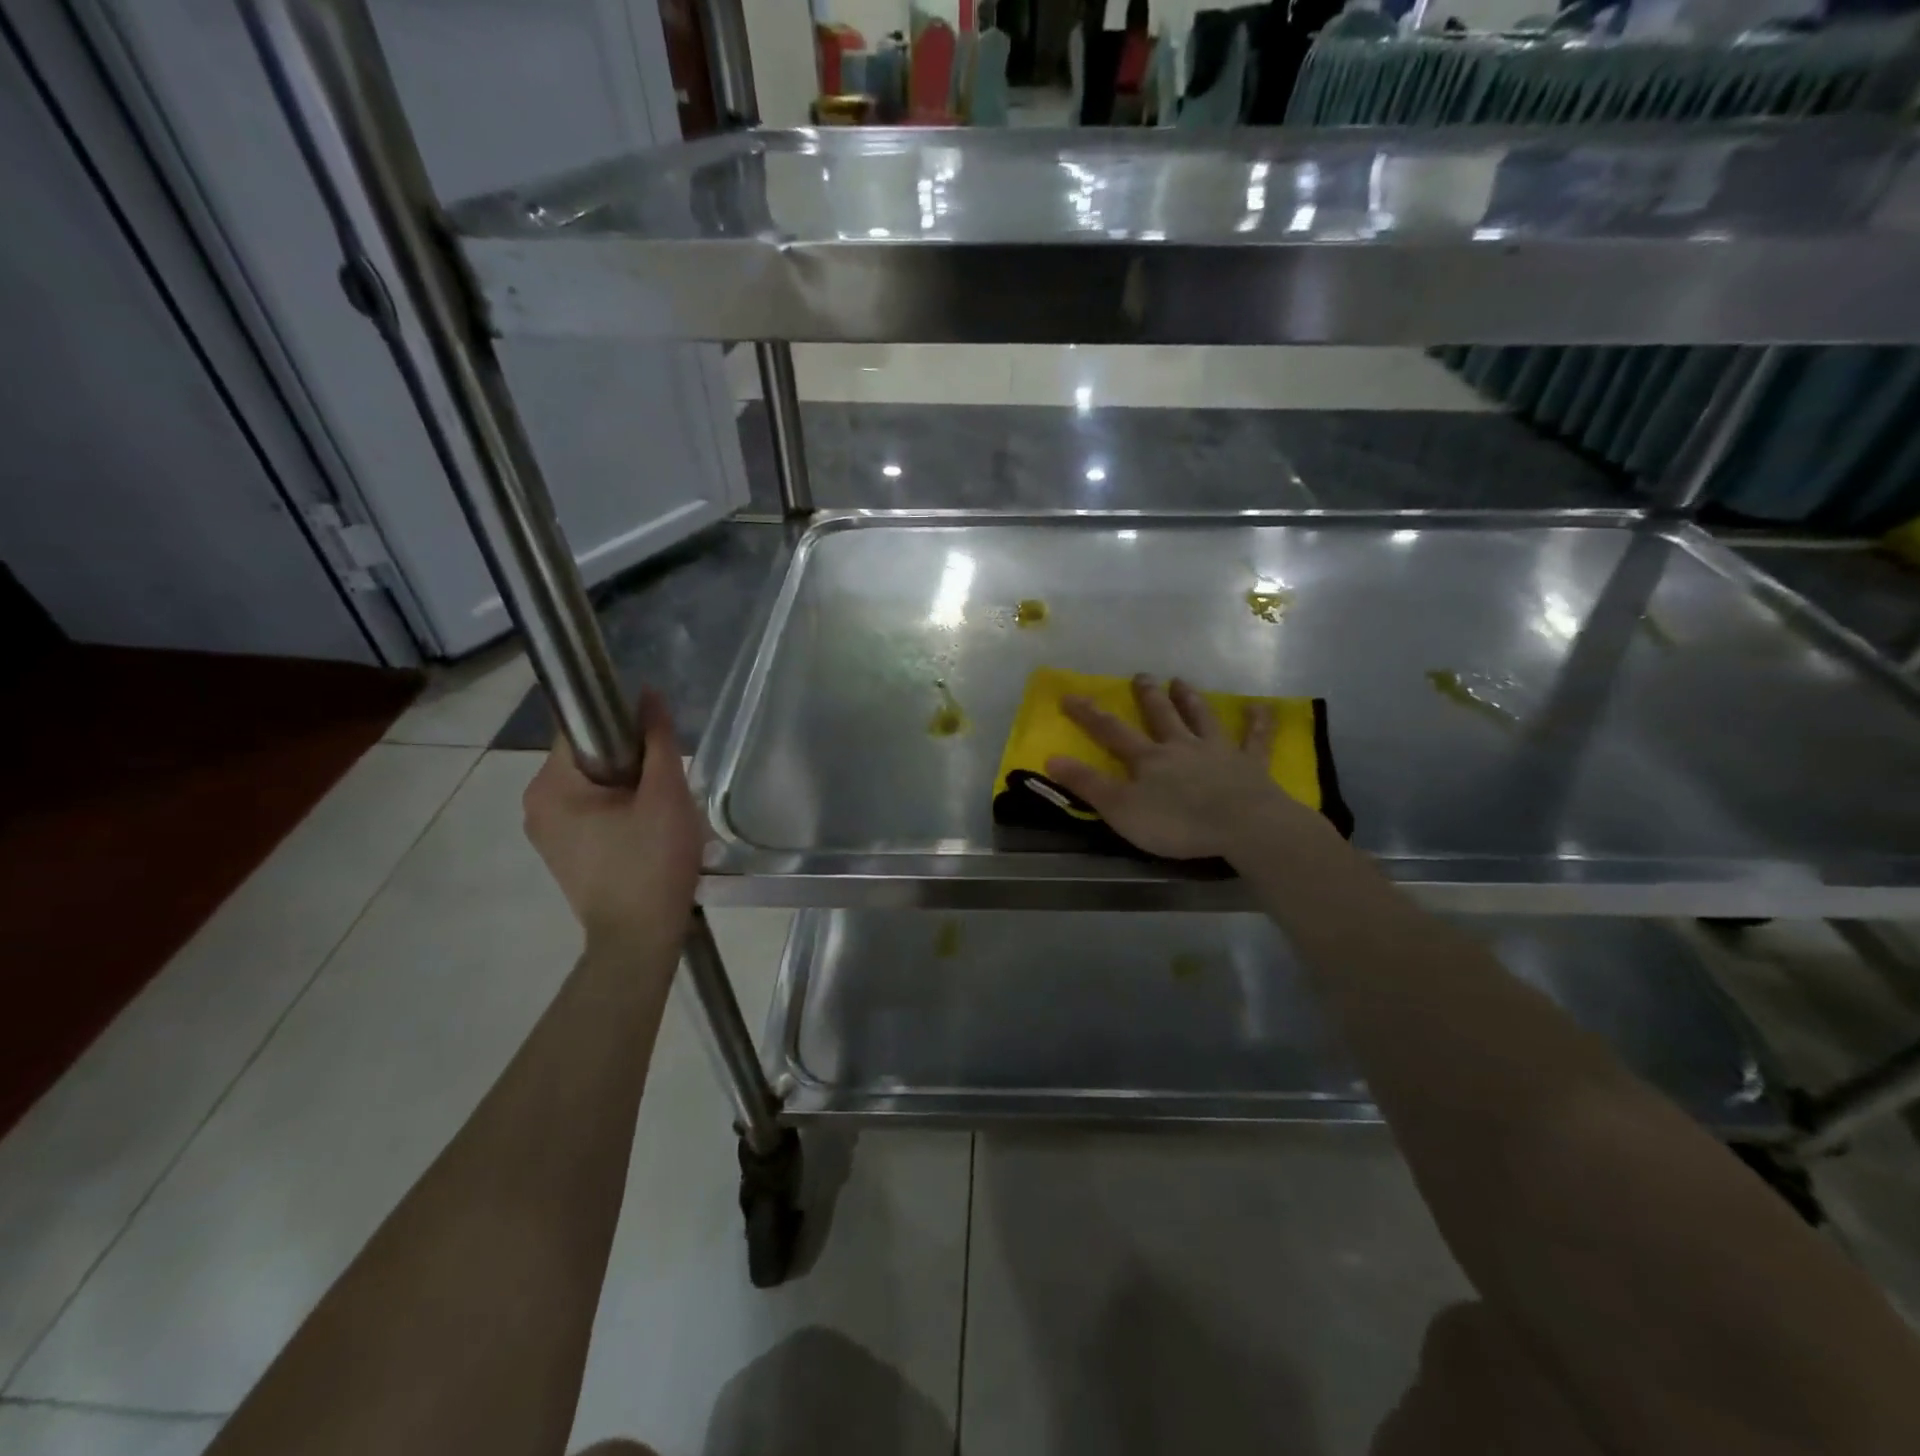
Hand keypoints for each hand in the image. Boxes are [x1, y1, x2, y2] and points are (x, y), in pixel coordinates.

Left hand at [523, 689, 702, 953]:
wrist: (639, 939)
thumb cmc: (652, 863)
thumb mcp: (666, 795)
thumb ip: (658, 740)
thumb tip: (648, 694)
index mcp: (550, 786)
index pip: (585, 729)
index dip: (626, 728)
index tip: (658, 747)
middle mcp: (535, 804)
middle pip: (590, 757)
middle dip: (632, 764)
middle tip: (667, 788)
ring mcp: (545, 832)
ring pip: (594, 786)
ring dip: (629, 789)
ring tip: (661, 813)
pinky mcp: (562, 853)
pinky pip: (591, 812)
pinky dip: (619, 811)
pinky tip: (647, 833)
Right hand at [1045, 675, 1326, 860]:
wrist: (1242, 825)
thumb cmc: (1177, 823)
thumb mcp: (1121, 809)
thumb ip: (1088, 785)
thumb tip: (1051, 758)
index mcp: (1149, 758)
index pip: (1111, 732)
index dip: (1088, 714)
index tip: (1070, 695)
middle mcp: (1181, 746)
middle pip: (1161, 716)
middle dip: (1148, 696)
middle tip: (1141, 675)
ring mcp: (1218, 752)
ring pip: (1202, 718)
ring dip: (1191, 699)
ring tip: (1181, 681)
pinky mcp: (1251, 764)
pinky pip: (1255, 739)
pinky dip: (1258, 723)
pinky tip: (1261, 707)